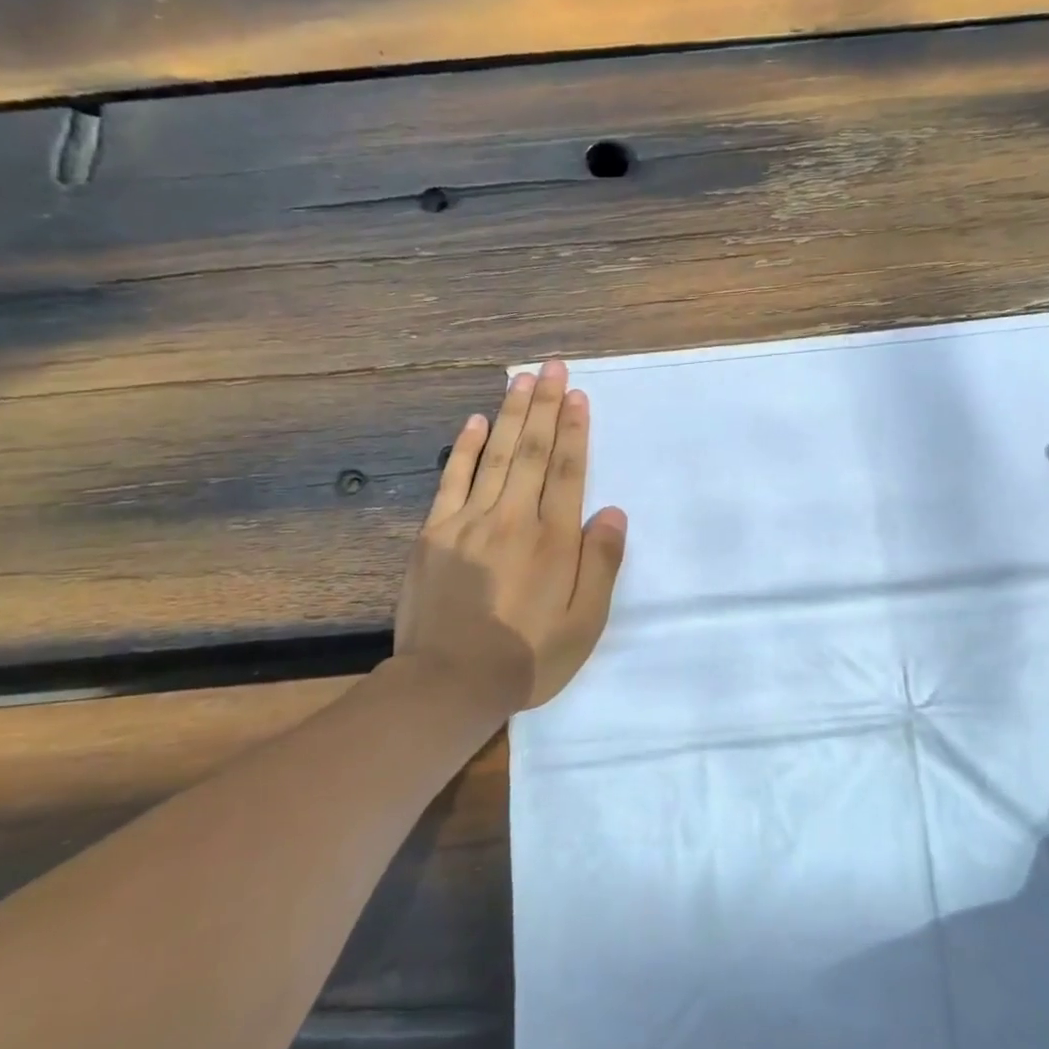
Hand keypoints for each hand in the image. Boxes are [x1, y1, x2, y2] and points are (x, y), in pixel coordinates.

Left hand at [393, 360, 628, 711]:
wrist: (451, 682)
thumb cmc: (529, 655)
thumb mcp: (586, 622)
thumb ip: (601, 563)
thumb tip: (612, 512)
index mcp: (554, 538)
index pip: (568, 470)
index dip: (576, 430)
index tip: (579, 396)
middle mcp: (514, 517)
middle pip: (534, 451)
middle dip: (547, 405)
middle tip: (554, 367)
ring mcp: (470, 521)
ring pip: (497, 455)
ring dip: (513, 414)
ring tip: (523, 379)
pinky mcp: (436, 533)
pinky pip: (453, 479)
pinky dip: (466, 448)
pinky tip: (477, 421)